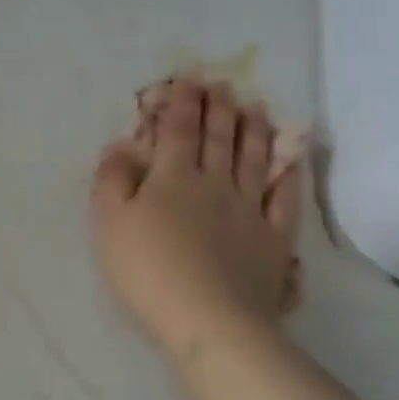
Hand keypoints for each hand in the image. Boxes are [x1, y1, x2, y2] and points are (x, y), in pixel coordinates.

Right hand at [91, 78, 303, 357]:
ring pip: (253, 159)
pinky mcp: (273, 239)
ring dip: (253, 130)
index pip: (179, 129)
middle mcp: (215, 183)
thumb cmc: (147, 269)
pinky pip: (283, 198)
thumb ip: (112, 179)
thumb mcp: (109, 222)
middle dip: (219, 108)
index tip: (188, 80)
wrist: (208, 319)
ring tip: (255, 107)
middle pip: (219, 138)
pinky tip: (289, 161)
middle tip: (222, 84)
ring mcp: (249, 209)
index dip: (182, 103)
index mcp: (173, 177)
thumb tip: (121, 145)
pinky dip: (286, 174)